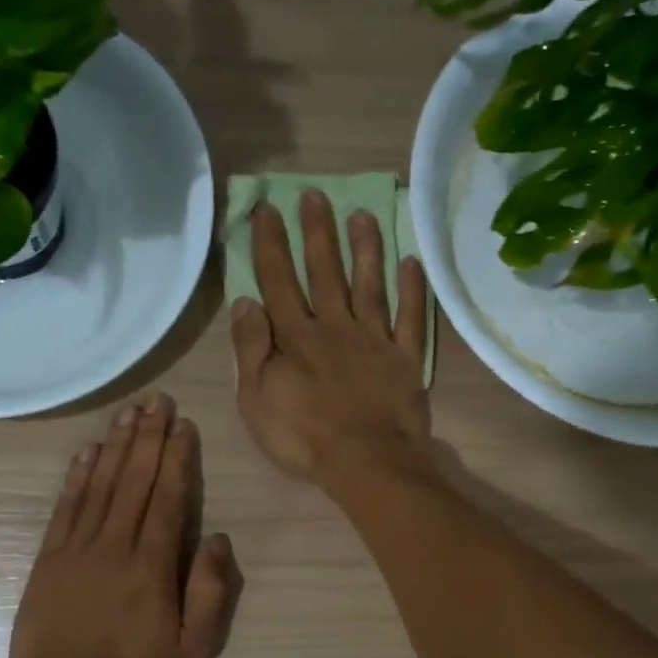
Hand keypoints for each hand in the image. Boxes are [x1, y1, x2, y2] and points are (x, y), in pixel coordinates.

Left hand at [11, 394, 241, 657]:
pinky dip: (77, 476)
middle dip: (149, 438)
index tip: (183, 425)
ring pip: (101, 485)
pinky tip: (87, 451)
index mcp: (151, 565)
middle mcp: (114, 545)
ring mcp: (77, 548)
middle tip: (158, 401)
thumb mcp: (192, 651)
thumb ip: (210, 594)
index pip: (167, 498)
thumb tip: (217, 538)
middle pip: (134, 481)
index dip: (176, 458)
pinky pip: (66, 507)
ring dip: (117, 446)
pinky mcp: (50, 558)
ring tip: (129, 413)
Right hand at [230, 192, 432, 489]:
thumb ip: (251, 349)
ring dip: (365, 248)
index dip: (272, 244)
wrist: (366, 462)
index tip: (268, 209)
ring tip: (363, 214)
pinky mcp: (406, 359)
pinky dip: (412, 290)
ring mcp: (375, 340)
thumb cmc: (303, 437)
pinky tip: (412, 262)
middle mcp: (335, 327)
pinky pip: (411, 318)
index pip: (279, 281)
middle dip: (318, 232)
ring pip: (369, 285)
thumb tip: (244, 302)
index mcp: (296, 337)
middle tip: (314, 195)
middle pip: (325, 272)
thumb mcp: (257, 400)